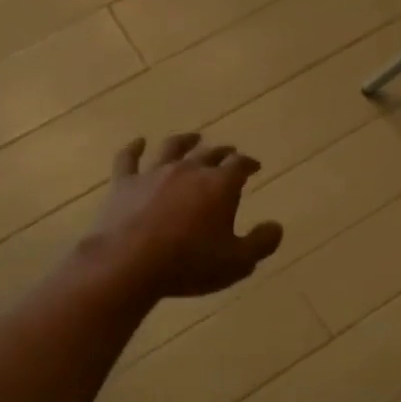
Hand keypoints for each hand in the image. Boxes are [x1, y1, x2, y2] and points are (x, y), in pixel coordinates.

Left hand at [83, 133, 283, 298]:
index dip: (249, 163)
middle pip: (209, 154)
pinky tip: (139, 142)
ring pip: (172, 148)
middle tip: (229, 153)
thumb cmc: (190, 263)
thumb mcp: (238, 262)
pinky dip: (134, 148)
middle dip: (223, 153)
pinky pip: (129, 159)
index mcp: (219, 185)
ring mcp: (153, 174)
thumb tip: (276, 226)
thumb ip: (261, 243)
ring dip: (185, 141)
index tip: (255, 167)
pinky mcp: (124, 184)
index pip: (240, 165)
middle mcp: (188, 170)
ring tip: (194, 138)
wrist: (129, 264)